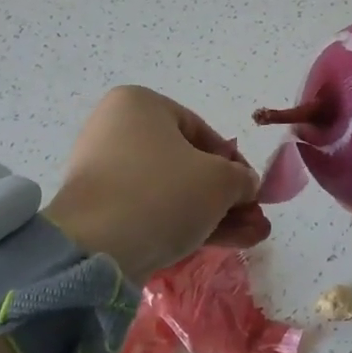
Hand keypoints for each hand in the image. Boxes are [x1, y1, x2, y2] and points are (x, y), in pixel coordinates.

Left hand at [44, 87, 269, 284]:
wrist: (97, 248)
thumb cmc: (165, 193)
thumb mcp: (221, 180)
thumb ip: (242, 178)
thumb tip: (245, 185)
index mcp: (139, 104)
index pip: (202, 131)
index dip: (235, 163)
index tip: (253, 190)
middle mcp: (116, 130)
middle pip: (187, 164)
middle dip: (226, 195)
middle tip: (254, 219)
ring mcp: (104, 172)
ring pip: (172, 191)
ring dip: (213, 214)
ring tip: (250, 239)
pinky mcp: (99, 210)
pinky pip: (150, 210)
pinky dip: (185, 224)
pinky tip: (222, 244)